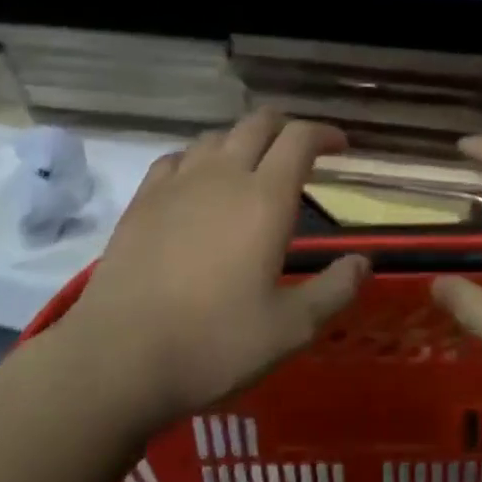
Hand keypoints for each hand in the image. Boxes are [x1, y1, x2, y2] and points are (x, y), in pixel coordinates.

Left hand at [57, 111, 368, 428]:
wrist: (118, 358)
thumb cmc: (214, 344)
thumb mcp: (290, 329)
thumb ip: (334, 290)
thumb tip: (363, 262)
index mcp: (265, 198)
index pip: (300, 139)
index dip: (325, 134)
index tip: (341, 147)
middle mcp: (223, 176)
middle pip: (258, 123)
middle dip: (286, 127)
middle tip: (301, 152)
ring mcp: (177, 183)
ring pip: (216, 136)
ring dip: (243, 141)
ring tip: (253, 166)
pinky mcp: (142, 200)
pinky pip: (177, 157)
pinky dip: (199, 158)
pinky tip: (199, 182)